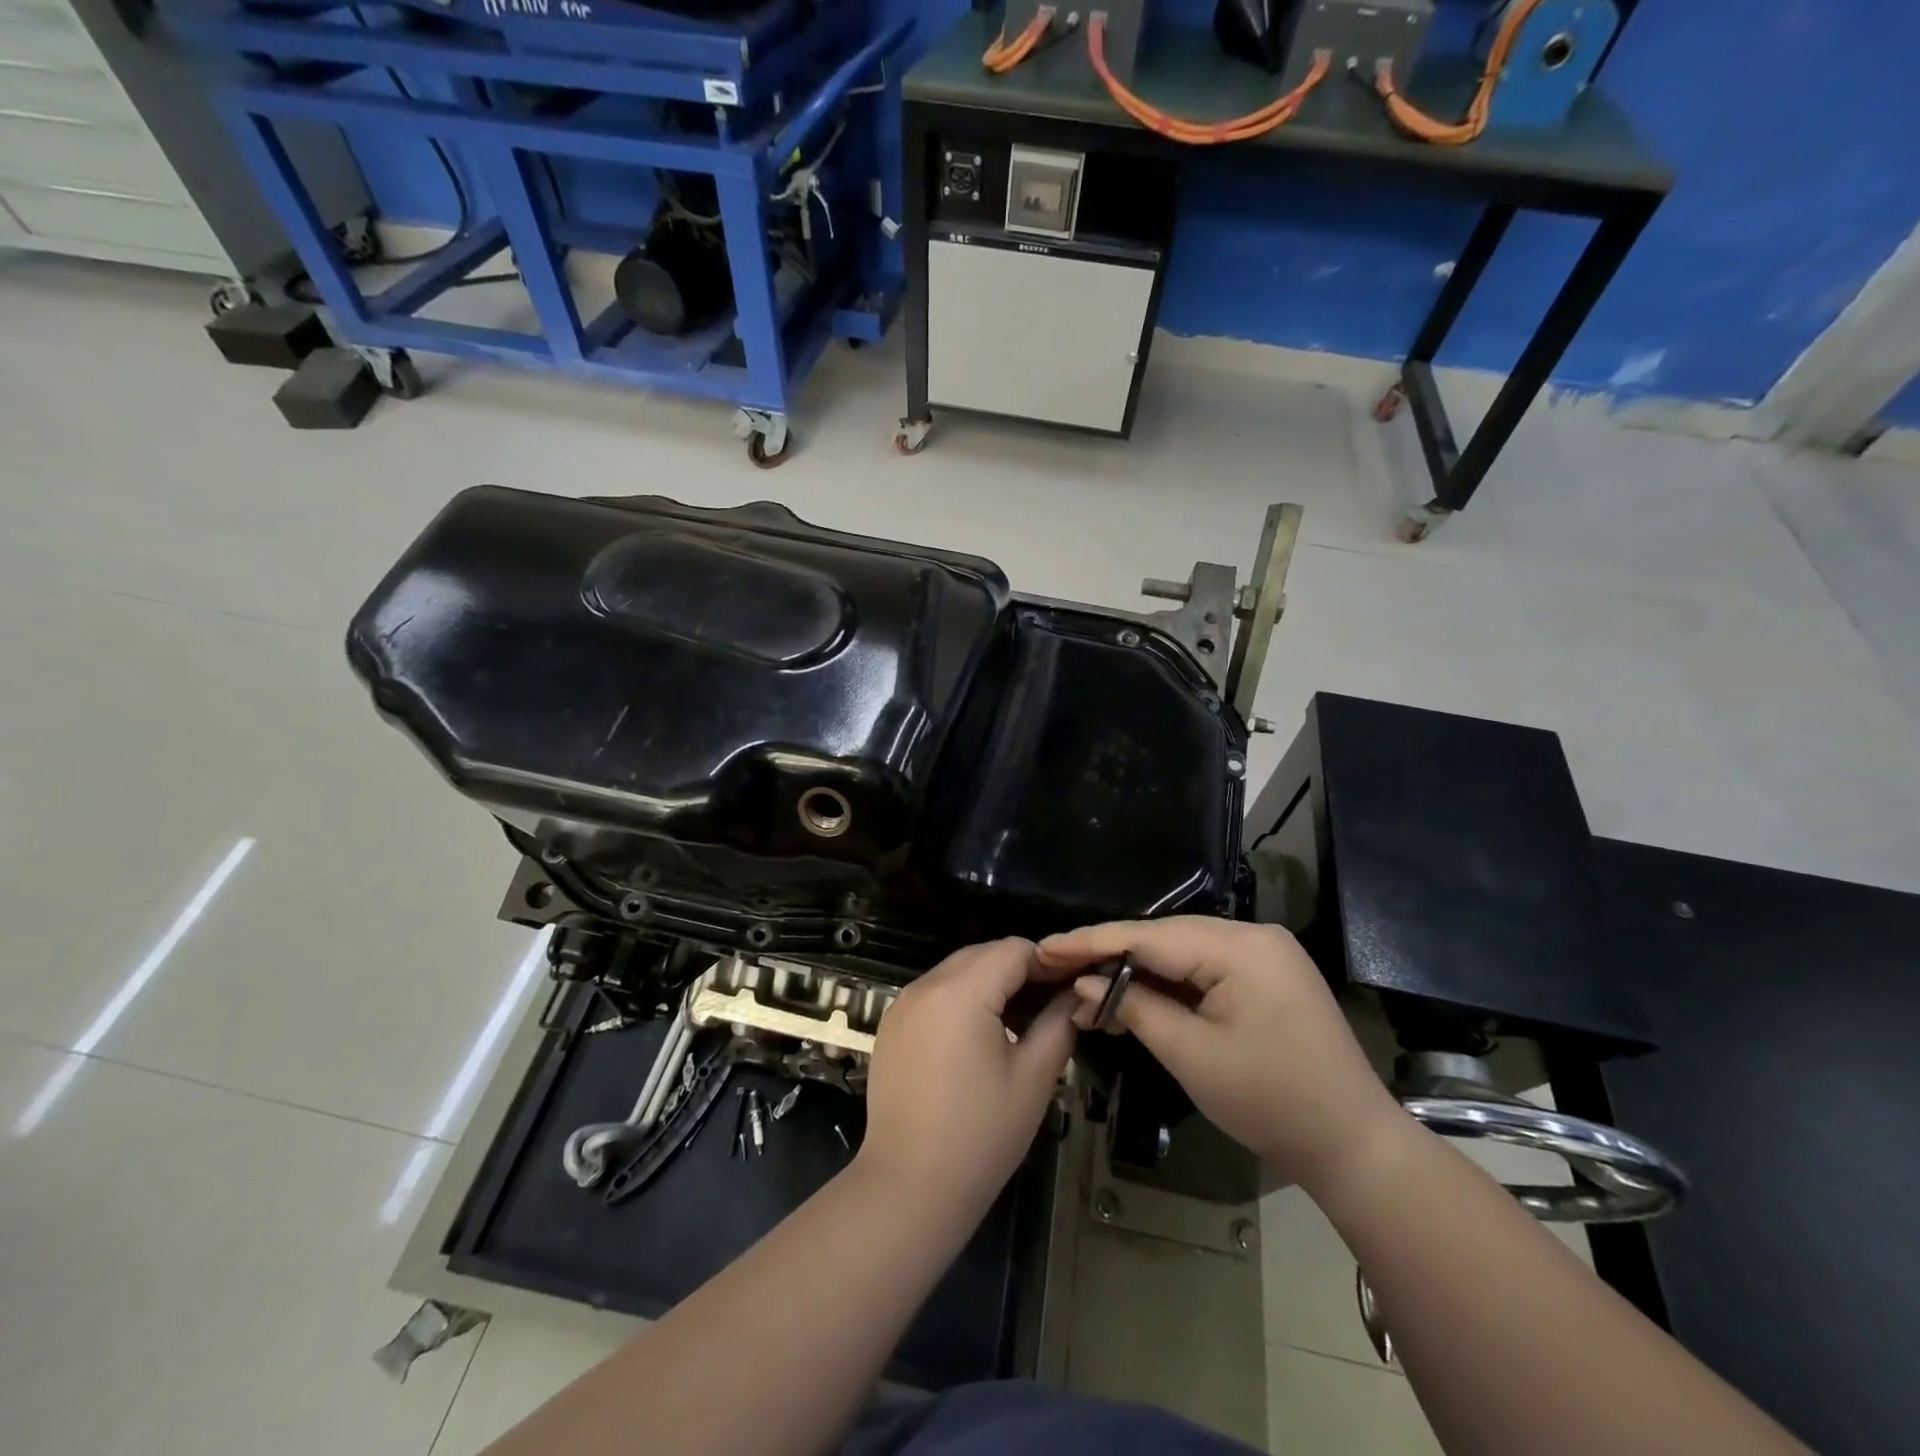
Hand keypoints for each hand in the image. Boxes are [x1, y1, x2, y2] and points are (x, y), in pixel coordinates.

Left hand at [856, 939, 1076, 1223]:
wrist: (909, 1187)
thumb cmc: (980, 1134)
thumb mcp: (1034, 1078)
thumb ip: (1059, 1023)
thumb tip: (1077, 995)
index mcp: (960, 991)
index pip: (1014, 949)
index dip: (1049, 963)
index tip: (1074, 987)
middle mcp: (925, 985)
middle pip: (983, 955)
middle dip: (1021, 971)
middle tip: (1053, 1006)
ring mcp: (902, 1005)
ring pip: (957, 972)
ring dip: (991, 985)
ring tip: (1022, 1024)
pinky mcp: (891, 1027)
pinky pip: (934, 995)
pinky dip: (962, 1001)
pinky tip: (982, 1039)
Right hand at [1037, 918, 1408, 1193]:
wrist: (1354, 1144)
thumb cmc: (1271, 1102)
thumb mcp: (1192, 1056)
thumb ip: (1135, 1007)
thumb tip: (1083, 983)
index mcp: (1240, 946)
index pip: (1148, 936)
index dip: (1091, 942)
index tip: (1045, 947)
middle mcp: (1253, 934)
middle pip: (1163, 937)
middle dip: (1109, 955)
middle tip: (1058, 970)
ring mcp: (1263, 952)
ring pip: (1181, 950)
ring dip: (1136, 970)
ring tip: (1086, 992)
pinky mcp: (1266, 973)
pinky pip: (1203, 966)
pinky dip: (1167, 982)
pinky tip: (1132, 997)